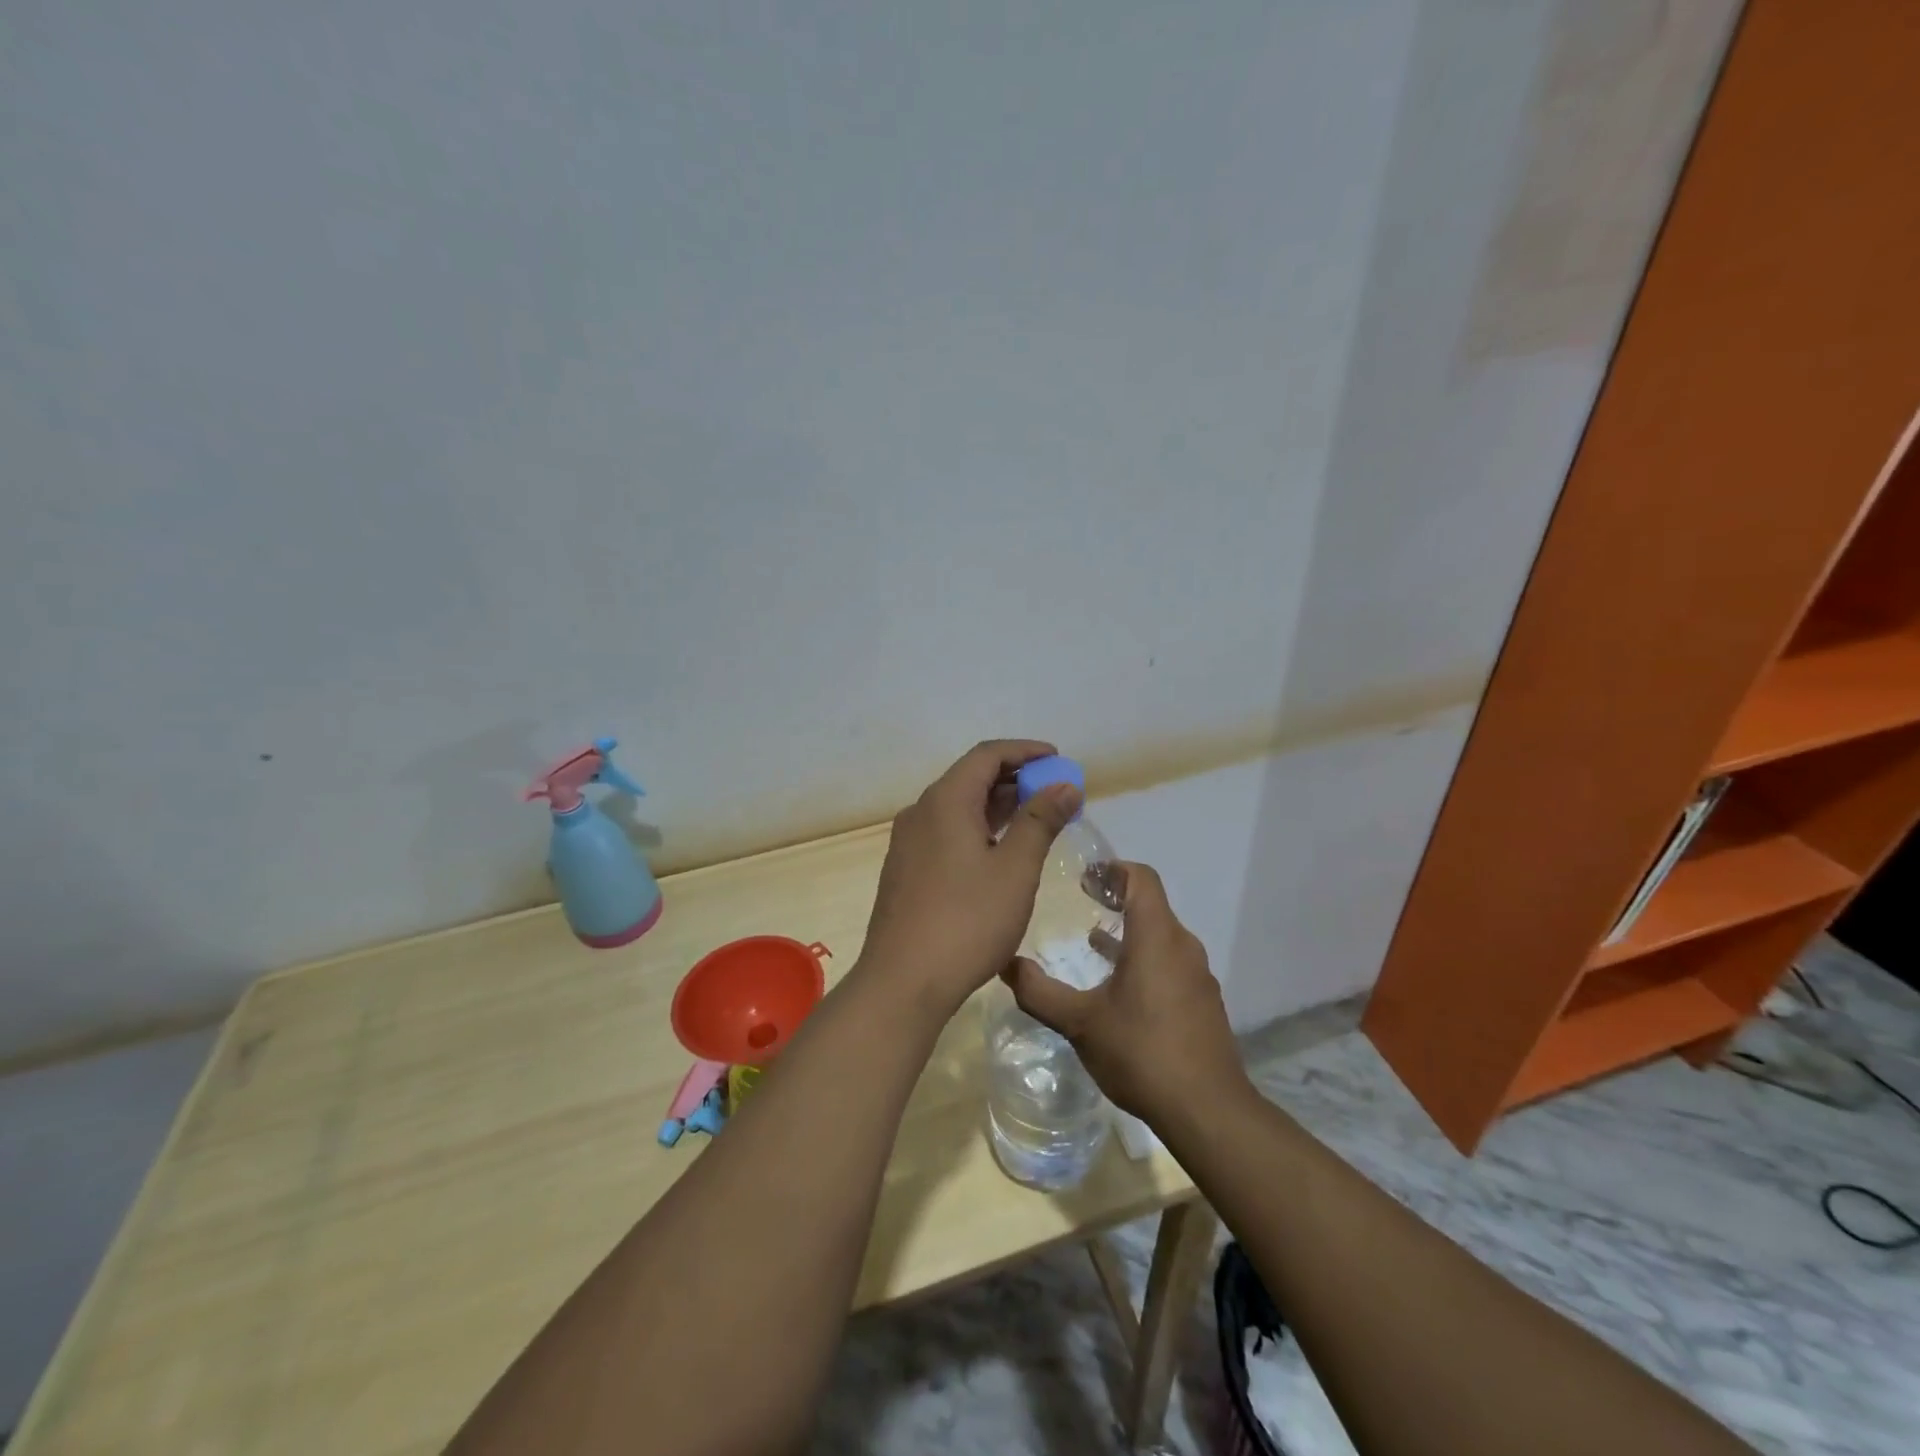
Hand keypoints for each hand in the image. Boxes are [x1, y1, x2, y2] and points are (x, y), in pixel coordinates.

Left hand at [857, 740, 1081, 1018]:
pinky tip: (1000, 853)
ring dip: (997, 807)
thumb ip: (1041, 820)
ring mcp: (908, 842)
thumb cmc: (967, 921)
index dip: (1024, 751)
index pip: (987, 755)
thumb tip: (1065, 785)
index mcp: (945, 801)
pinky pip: (946, 832)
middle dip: (1014, 779)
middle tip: (1054, 793)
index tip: (1057, 759)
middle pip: (970, 778)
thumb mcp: (1015, 869)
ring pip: (958, 808)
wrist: (903, 982)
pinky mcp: (906, 870)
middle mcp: (920, 812)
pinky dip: (977, 829)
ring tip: (1035, 819)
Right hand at [1000, 862, 1246, 1124]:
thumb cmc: (1142, 1053)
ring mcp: (1197, 975)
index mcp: (1156, 937)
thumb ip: (1040, 992)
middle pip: (1151, 904)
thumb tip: (1006, 965)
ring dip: (1129, 930)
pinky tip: (1120, 987)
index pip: (1142, 878)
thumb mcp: (1080, 1023)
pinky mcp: (1202, 1002)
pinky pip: (1170, 962)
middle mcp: (1182, 947)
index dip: (1113, 868)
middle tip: (1083, 901)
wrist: (1208, 1111)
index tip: (1084, 877)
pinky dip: (1144, 958)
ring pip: (1161, 936)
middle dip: (1117, 897)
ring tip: (1094, 940)